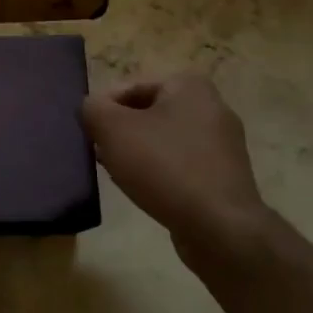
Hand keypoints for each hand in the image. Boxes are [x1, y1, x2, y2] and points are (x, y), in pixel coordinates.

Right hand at [81, 74, 270, 262]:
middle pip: (147, 113)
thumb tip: (92, 109)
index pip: (130, 87)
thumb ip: (92, 109)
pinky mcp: (223, 175)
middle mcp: (212, 107)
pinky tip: (143, 189)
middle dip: (120, 131)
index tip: (89, 133)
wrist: (218, 226)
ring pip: (163, 140)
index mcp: (189, 86)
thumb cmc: (163, 166)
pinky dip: (159, 172)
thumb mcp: (112, 129)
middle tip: (99, 152)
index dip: (103, 109)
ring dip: (136, 153)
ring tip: (116, 172)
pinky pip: (180, 164)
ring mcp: (222, 144)